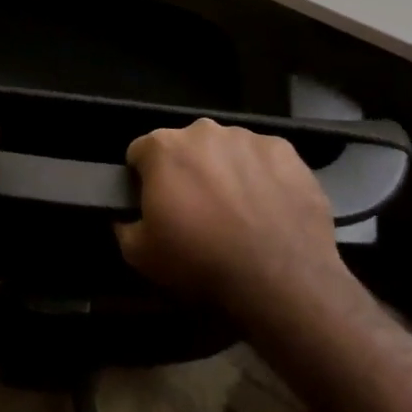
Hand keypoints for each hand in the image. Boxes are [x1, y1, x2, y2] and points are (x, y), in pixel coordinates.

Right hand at [118, 119, 337, 310]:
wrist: (281, 280)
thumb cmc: (202, 262)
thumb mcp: (141, 256)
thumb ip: (125, 226)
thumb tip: (126, 217)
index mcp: (164, 147)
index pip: (140, 152)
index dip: (143, 179)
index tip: (155, 205)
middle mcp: (204, 131)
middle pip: (186, 146)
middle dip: (188, 171)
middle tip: (199, 212)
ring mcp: (248, 138)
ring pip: (227, 150)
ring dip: (226, 171)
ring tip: (239, 213)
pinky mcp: (286, 151)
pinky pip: (264, 159)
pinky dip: (263, 177)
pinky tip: (270, 209)